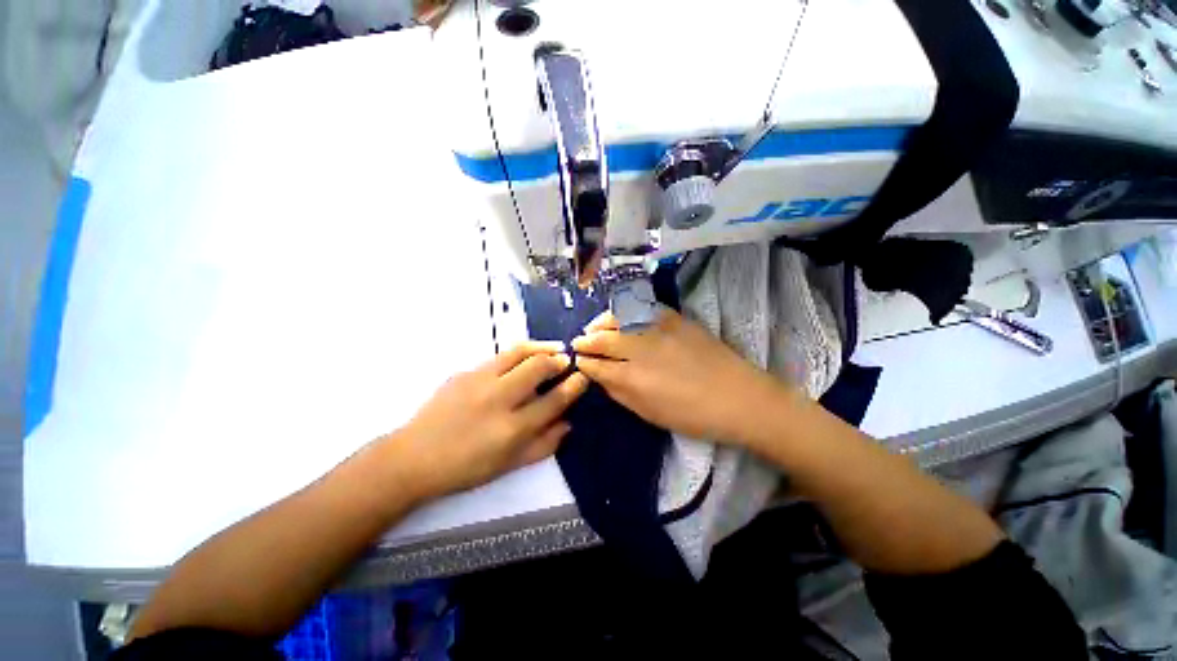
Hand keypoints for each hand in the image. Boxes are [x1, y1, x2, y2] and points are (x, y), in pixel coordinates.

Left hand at [386, 341, 587, 501]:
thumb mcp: (509, 465)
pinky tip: (522, 359)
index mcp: (512, 428)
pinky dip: (518, 354)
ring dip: (541, 347)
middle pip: (538, 367)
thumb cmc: (465, 468)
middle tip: (567, 359)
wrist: (414, 457)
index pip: (554, 400)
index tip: (582, 377)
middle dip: (559, 359)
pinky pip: (499, 357)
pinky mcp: (464, 372)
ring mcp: (479, 381)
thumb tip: (568, 423)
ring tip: (553, 348)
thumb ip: (544, 445)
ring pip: (518, 352)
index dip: (573, 386)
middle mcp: (498, 399)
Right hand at [572, 309, 792, 445]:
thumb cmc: (693, 415)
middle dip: (585, 340)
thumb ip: (619, 393)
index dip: (583, 362)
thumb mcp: (649, 414)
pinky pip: (641, 307)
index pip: (597, 365)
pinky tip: (620, 316)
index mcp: (633, 379)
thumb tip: (600, 375)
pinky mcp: (674, 317)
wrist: (739, 397)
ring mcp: (658, 329)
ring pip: (618, 317)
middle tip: (578, 342)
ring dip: (600, 322)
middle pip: (602, 338)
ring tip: (595, 327)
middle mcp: (640, 349)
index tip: (577, 360)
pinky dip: (625, 310)